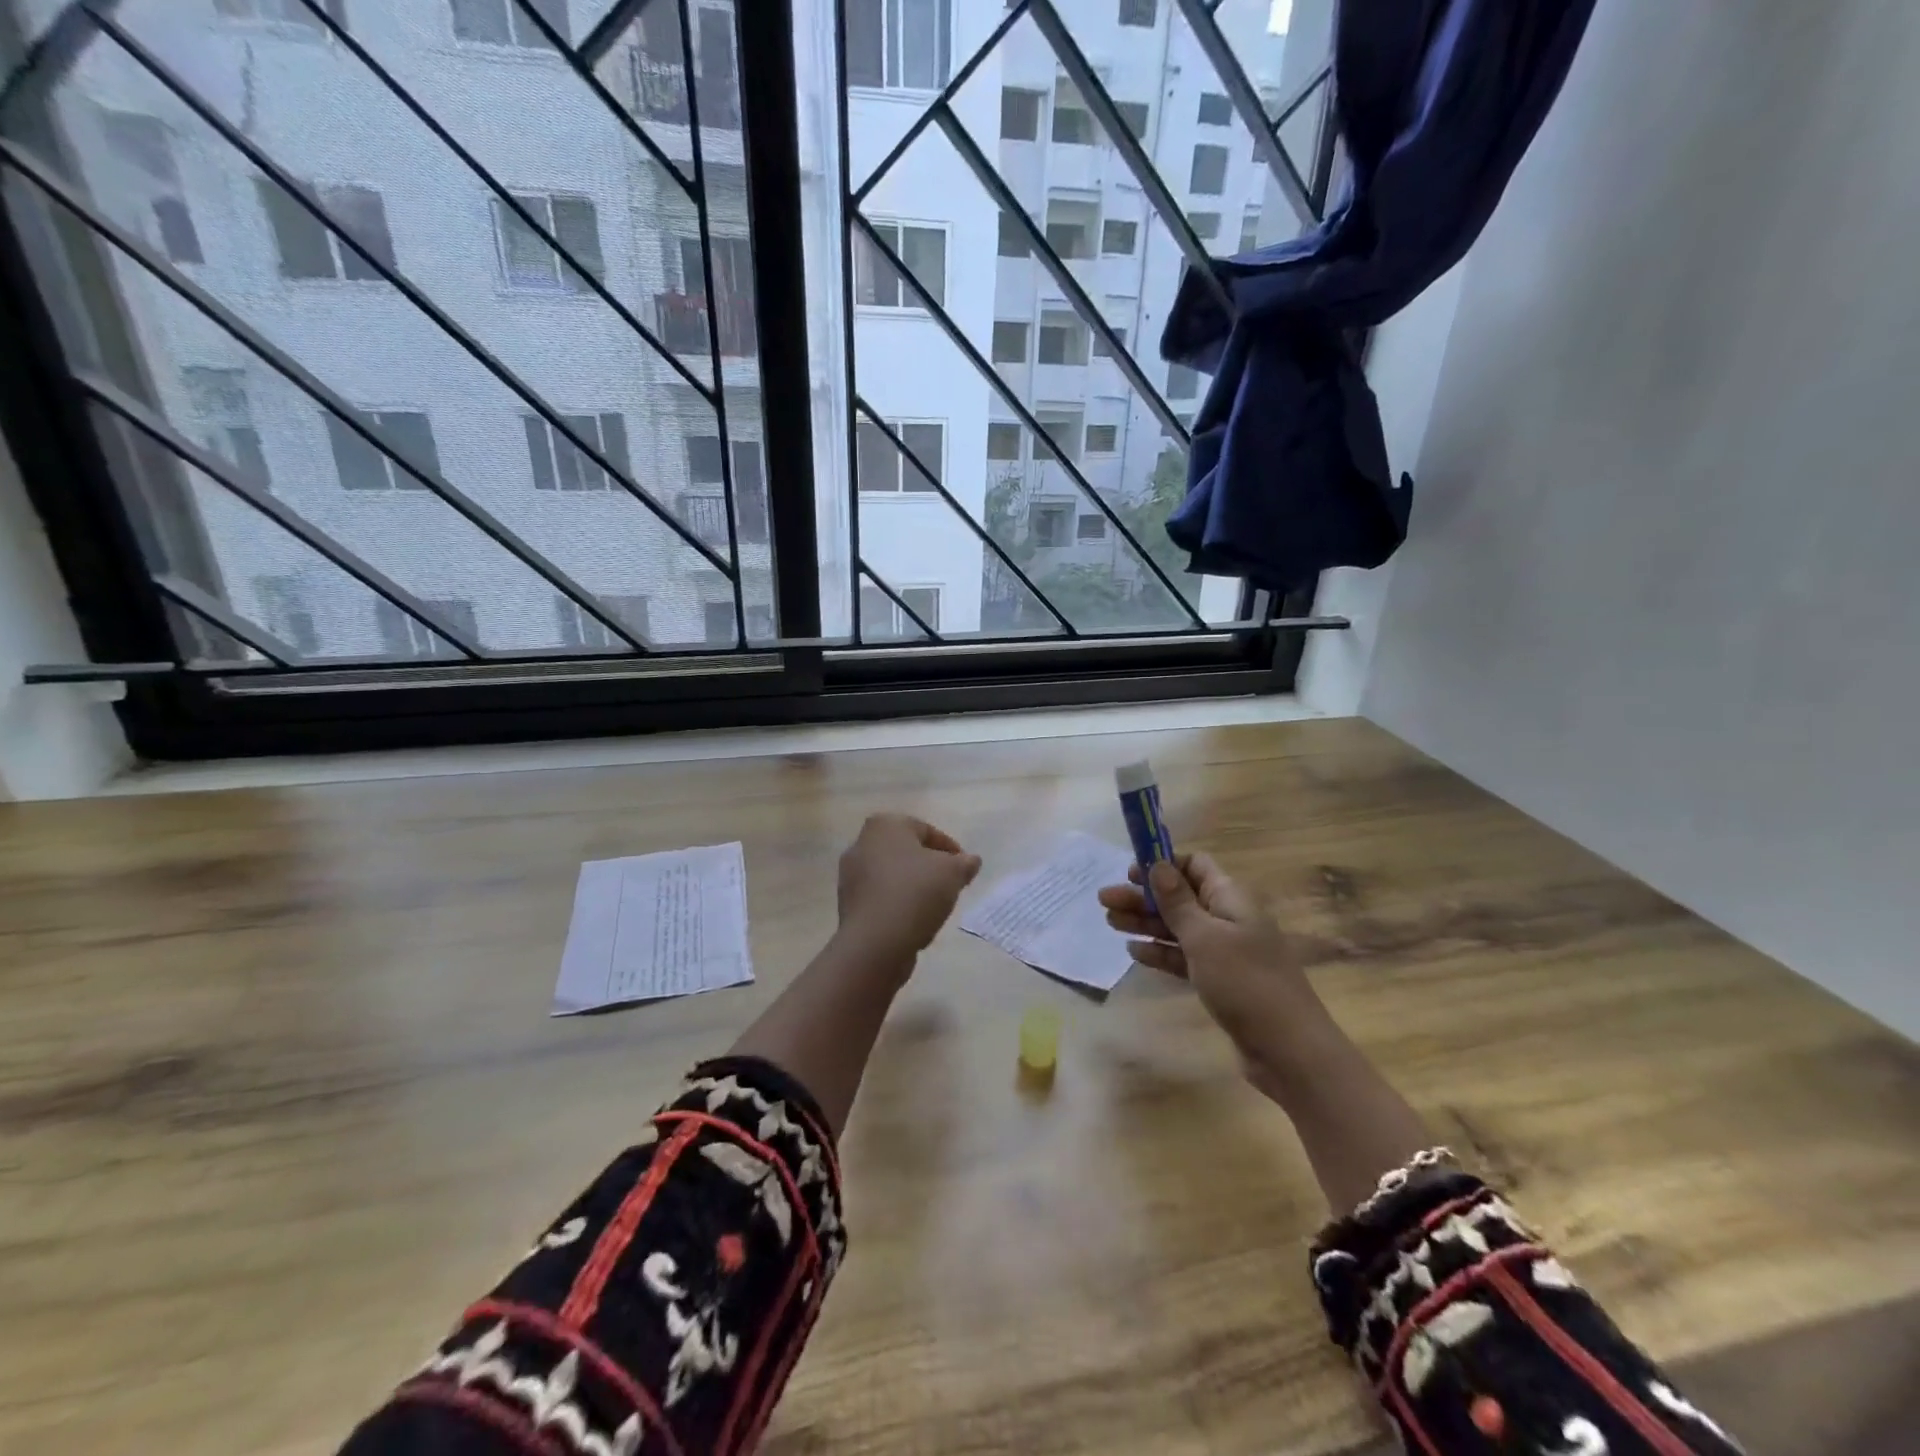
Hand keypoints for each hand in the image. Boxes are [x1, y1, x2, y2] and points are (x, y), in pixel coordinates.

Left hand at [835, 813, 982, 969]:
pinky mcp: (847, 903)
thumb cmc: (916, 892)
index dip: (951, 850)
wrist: (875, 941)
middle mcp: (862, 842)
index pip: (927, 831)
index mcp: (886, 824)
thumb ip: (965, 863)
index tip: (965, 870)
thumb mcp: (953, 873)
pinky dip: (897, 903)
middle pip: (907, 852)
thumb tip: (971, 861)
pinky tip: (912, 920)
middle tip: (950, 885)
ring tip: (933, 905)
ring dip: (913, 886)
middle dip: (929, 866)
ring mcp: (850, 874)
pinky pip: (881, 896)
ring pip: (892, 875)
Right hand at [1098, 853, 1328, 1087]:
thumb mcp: (1205, 937)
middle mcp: (1228, 918)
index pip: (1195, 865)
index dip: (1163, 864)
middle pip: (1180, 897)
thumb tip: (1158, 864)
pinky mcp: (1219, 981)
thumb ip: (1178, 901)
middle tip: (1104, 900)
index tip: (1129, 872)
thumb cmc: (1246, 983)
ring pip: (1178, 928)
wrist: (1288, 1050)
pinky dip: (1160, 952)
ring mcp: (1225, 952)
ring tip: (1110, 922)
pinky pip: (1183, 957)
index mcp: (1231, 898)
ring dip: (1145, 923)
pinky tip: (1134, 953)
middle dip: (1143, 896)